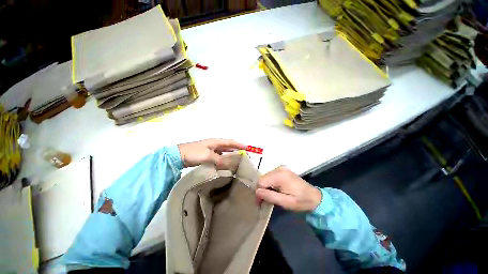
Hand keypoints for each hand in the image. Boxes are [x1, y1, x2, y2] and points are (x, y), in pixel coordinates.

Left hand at [178, 138, 246, 168]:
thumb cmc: (194, 153)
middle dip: (236, 149)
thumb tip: (230, 165)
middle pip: (228, 146)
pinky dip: (223, 158)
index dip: (239, 144)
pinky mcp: (206, 155)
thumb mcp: (208, 156)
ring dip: (230, 154)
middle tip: (244, 155)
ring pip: (223, 151)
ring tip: (236, 159)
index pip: (230, 142)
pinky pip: (218, 156)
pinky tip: (225, 163)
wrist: (178, 155)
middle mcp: (214, 144)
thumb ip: (220, 160)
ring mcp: (210, 149)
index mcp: (216, 142)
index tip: (247, 148)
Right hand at [256, 166, 321, 211]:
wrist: (314, 196)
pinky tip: (275, 189)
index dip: (259, 192)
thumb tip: (257, 192)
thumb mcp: (285, 202)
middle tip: (266, 200)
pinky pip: (271, 175)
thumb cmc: (300, 201)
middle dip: (262, 189)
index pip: (261, 182)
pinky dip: (270, 183)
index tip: (261, 202)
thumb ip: (270, 196)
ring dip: (266, 186)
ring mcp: (281, 168)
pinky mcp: (282, 169)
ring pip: (266, 177)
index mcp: (279, 176)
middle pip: (263, 178)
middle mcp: (279, 169)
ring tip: (272, 195)